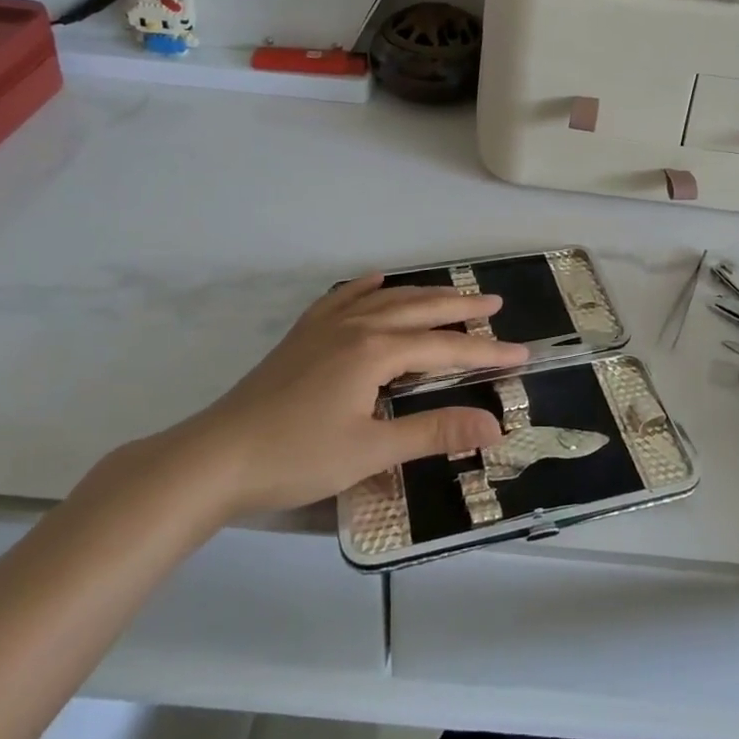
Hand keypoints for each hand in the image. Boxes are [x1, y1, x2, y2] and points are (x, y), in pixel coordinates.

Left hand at [161, 275, 528, 516]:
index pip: (445, 347)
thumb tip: (494, 425)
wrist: (216, 457)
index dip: (486, 352)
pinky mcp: (303, 336)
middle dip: (460, 308)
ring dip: (422, 295)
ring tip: (450, 294)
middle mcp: (356, 326)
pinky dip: (366, 288)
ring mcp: (326, 326)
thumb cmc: (296, 456)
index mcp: (376, 350)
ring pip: (386, 300)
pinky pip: (343, 298)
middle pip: (420, 309)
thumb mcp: (371, 450)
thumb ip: (433, 432)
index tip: (522, 354)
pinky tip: (376, 281)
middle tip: (495, 304)